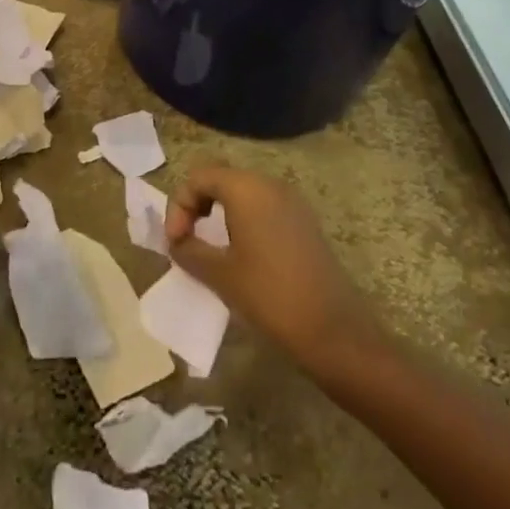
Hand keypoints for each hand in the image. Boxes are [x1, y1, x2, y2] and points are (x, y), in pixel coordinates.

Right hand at [166, 162, 372, 370]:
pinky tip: (241, 254)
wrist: (334, 331)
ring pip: (243, 192)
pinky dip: (243, 221)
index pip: (199, 177)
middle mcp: (270, 184)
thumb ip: (189, 250)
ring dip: (219, 213)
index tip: (175, 242)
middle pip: (221, 179)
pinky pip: (263, 207)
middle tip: (186, 240)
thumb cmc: (270, 296)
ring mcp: (292, 202)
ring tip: (209, 248)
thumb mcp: (220, 275)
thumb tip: (177, 242)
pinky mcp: (304, 222)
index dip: (179, 205)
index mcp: (246, 189)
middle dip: (197, 205)